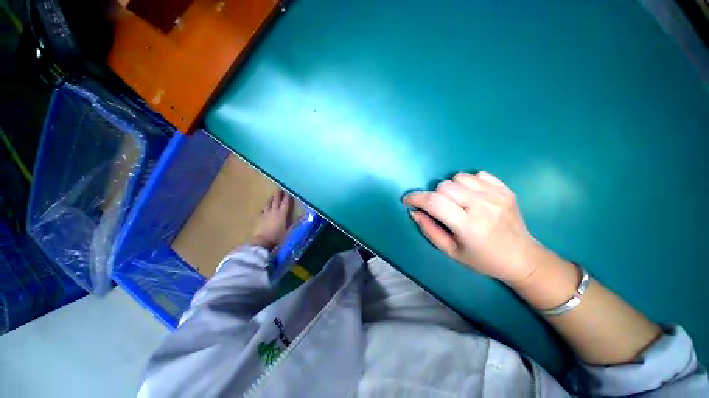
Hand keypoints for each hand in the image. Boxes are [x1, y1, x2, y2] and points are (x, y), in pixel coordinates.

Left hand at [251, 189, 293, 250]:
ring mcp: (265, 214)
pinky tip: (264, 207)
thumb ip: (296, 223)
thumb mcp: (289, 231)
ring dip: (271, 198)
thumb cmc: (278, 236)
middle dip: (278, 194)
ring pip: (268, 203)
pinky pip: (262, 210)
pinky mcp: (259, 218)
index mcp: (282, 214)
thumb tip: (303, 215)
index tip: (289, 190)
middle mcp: (274, 211)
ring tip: (272, 195)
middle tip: (279, 187)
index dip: (288, 196)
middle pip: (276, 200)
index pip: (286, 202)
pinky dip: (265, 207)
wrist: (262, 242)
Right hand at [402, 171, 539, 285]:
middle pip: (444, 186)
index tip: (407, 200)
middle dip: (434, 195)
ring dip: (451, 188)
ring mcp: (497, 195)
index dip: (416, 198)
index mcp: (468, 226)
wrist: (522, 258)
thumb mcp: (450, 251)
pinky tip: (473, 196)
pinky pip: (477, 174)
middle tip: (439, 208)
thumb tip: (414, 211)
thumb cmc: (482, 259)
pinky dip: (468, 183)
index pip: (434, 202)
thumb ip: (429, 229)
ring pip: (459, 177)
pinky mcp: (505, 189)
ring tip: (457, 202)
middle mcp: (483, 206)